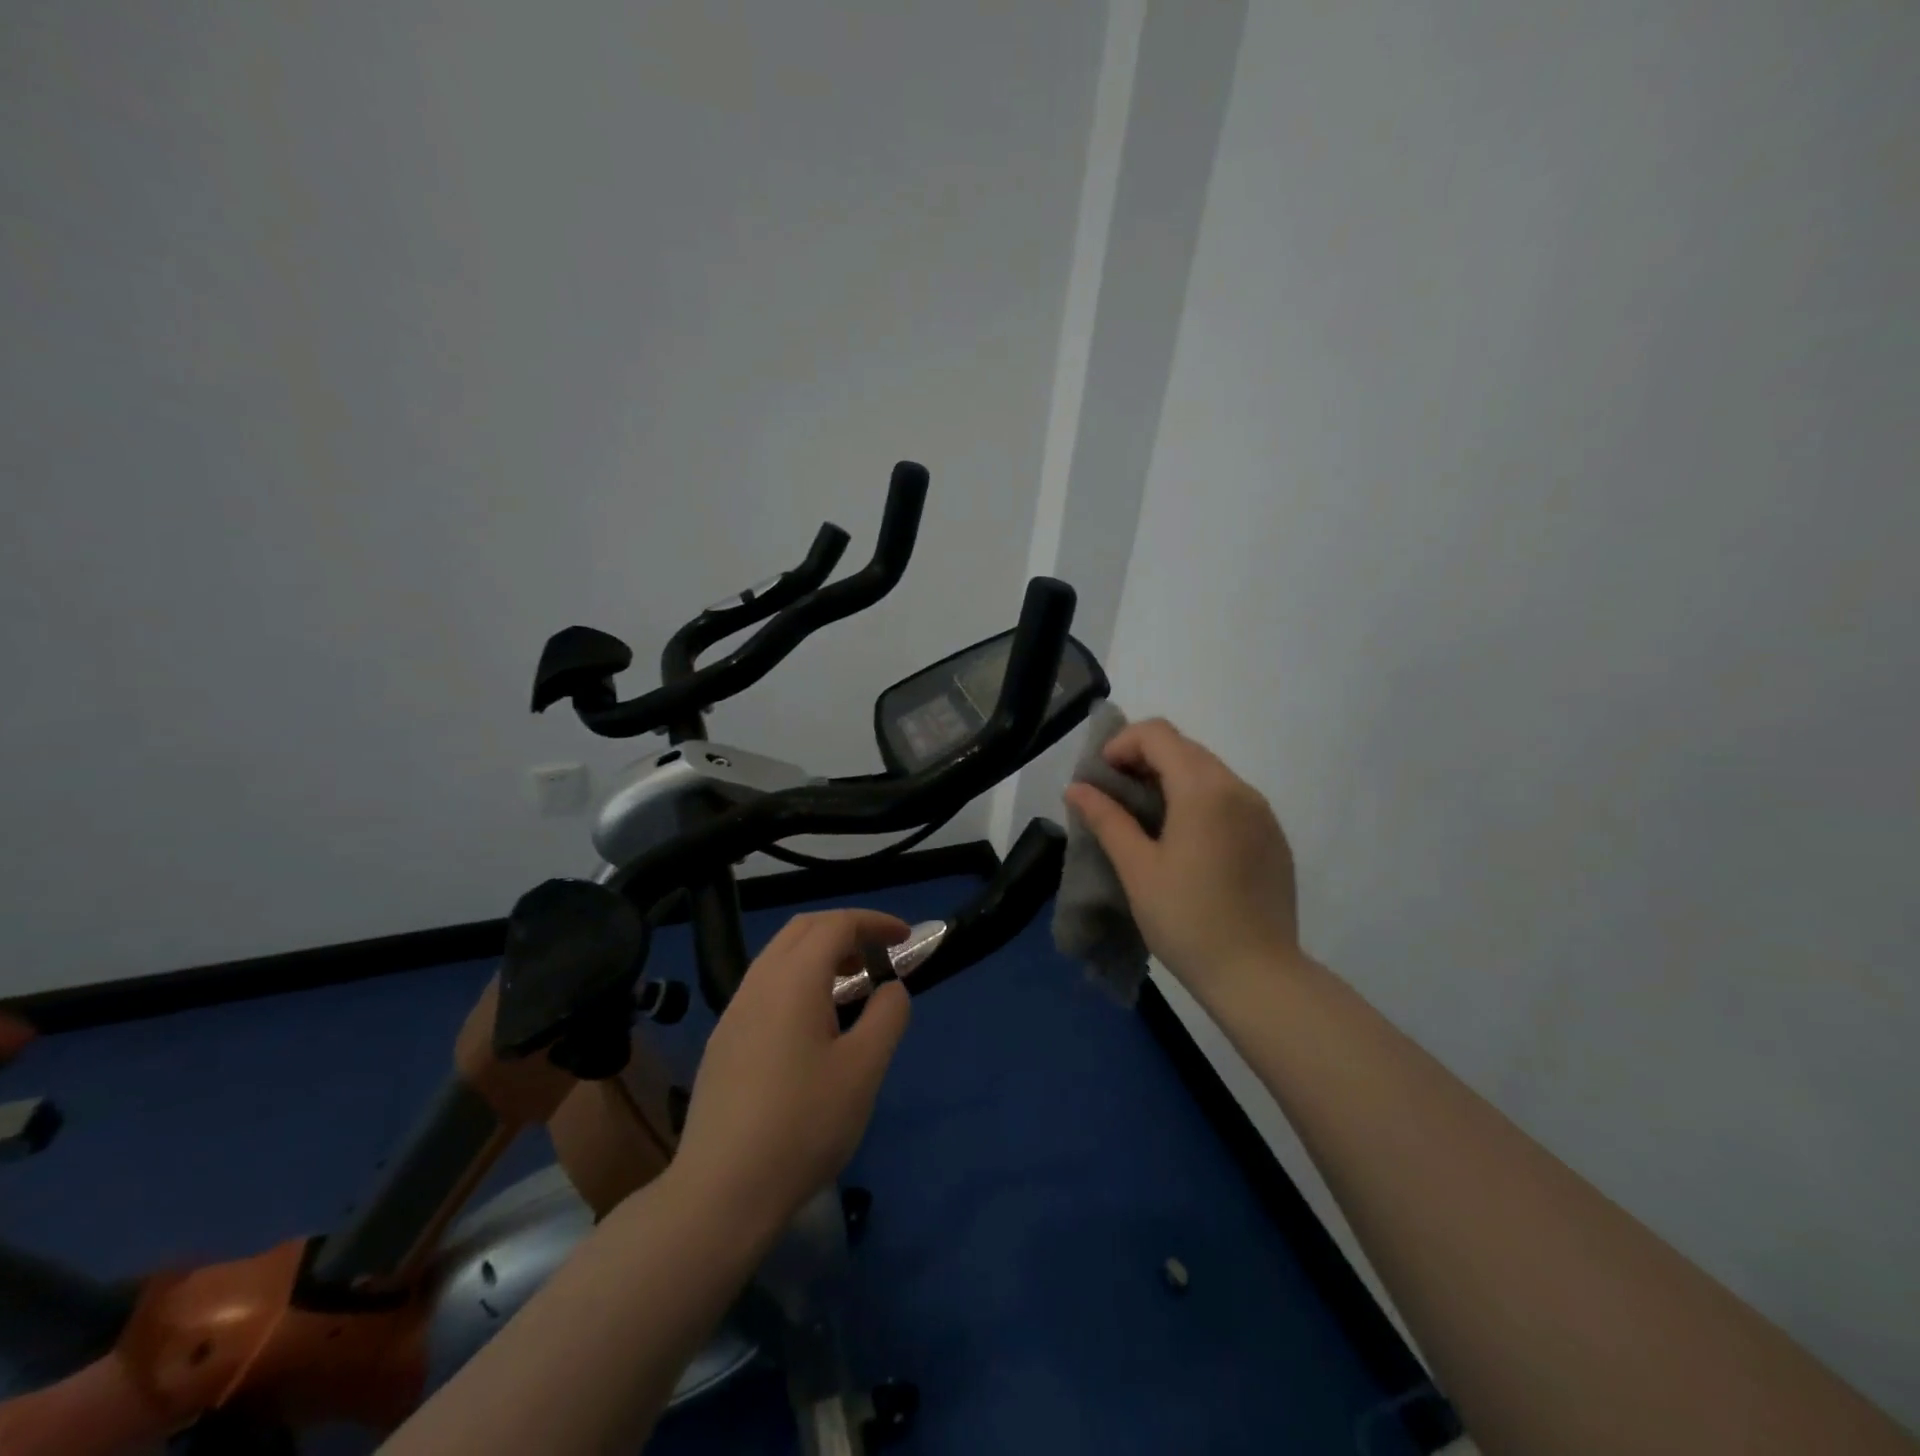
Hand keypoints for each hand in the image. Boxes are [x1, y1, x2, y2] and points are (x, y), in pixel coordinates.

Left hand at [671, 909, 911, 1235]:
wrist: (721, 1191)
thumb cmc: (803, 1124)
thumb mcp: (864, 1069)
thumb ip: (887, 1016)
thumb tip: (890, 988)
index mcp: (793, 980)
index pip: (836, 924)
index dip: (874, 922)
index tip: (906, 938)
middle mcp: (758, 983)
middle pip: (802, 929)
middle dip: (845, 929)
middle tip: (879, 953)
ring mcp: (734, 1012)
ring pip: (779, 957)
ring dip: (819, 954)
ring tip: (852, 984)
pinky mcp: (723, 1042)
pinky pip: (765, 987)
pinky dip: (798, 980)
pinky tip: (814, 1024)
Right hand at [1063, 718, 1301, 1002]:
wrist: (1258, 975)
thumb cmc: (1187, 919)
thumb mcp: (1137, 868)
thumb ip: (1106, 819)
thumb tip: (1076, 788)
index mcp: (1204, 789)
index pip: (1158, 734)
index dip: (1121, 744)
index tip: (1100, 779)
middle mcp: (1239, 788)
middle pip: (1184, 749)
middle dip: (1143, 760)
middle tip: (1115, 798)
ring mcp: (1262, 812)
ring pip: (1209, 772)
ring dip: (1171, 780)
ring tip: (1145, 821)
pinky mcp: (1273, 837)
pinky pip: (1230, 799)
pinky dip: (1199, 801)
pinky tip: (1185, 843)